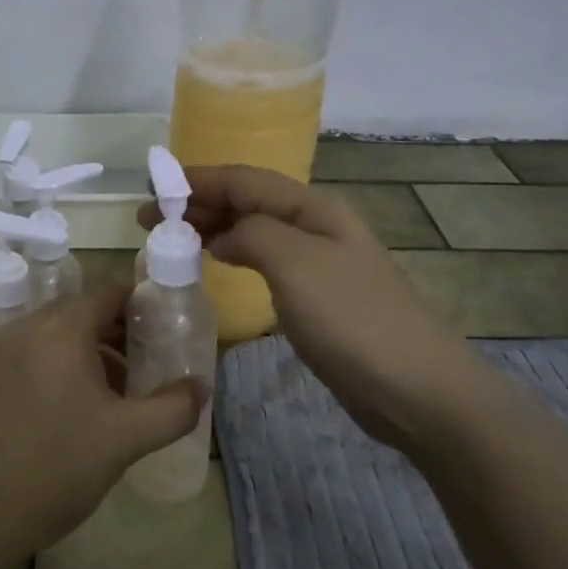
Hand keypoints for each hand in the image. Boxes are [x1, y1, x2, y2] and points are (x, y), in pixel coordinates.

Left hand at [0, 285, 204, 562]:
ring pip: (49, 334)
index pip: (108, 293)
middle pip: (77, 312)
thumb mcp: (126, 439)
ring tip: (106, 393)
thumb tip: (201, 385)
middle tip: (139, 365)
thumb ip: (173, 408)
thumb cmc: (56, 468)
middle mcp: (24, 327)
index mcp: (61, 330)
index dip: (139, 306)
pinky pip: (24, 354)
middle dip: (112, 332)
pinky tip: (62, 409)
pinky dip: (50, 365)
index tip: (160, 331)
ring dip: (81, 350)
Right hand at [140, 165, 491, 452]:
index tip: (154, 187)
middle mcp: (316, 226)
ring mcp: (319, 263)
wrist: (417, 389)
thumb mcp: (296, 264)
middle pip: (248, 202)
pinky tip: (216, 263)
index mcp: (313, 208)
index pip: (245, 179)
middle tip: (150, 218)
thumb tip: (225, 236)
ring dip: (214, 228)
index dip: (198, 179)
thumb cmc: (353, 319)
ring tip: (172, 237)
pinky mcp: (318, 298)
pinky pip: (265, 262)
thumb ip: (252, 234)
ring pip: (255, 231)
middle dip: (199, 203)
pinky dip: (234, 256)